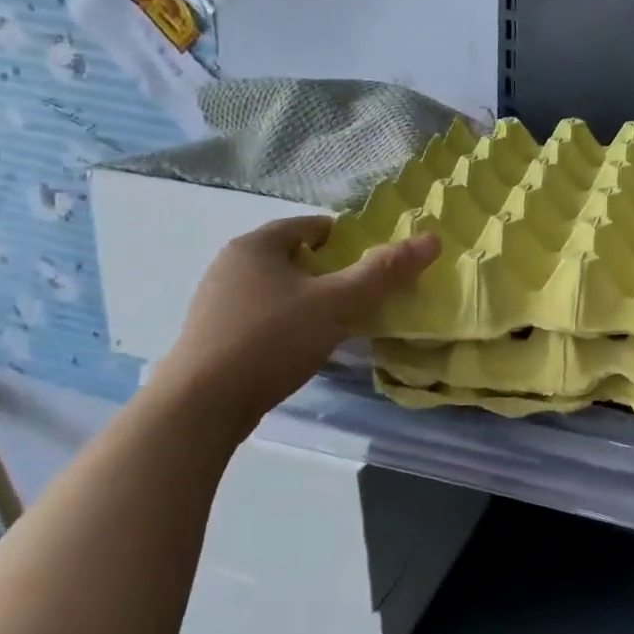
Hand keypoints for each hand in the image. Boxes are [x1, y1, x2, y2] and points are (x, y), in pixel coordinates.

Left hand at [154, 216, 439, 430]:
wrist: (200, 407)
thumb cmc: (271, 340)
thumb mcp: (338, 303)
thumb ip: (384, 272)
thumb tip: (433, 239)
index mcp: (255, 246)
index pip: (310, 226)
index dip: (346, 239)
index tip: (371, 262)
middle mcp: (230, 265)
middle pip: (293, 257)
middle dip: (328, 272)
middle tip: (360, 294)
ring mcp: (215, 303)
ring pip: (276, 289)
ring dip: (307, 300)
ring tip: (336, 323)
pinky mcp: (211, 338)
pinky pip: (261, 317)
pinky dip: (286, 324)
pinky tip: (300, 349)